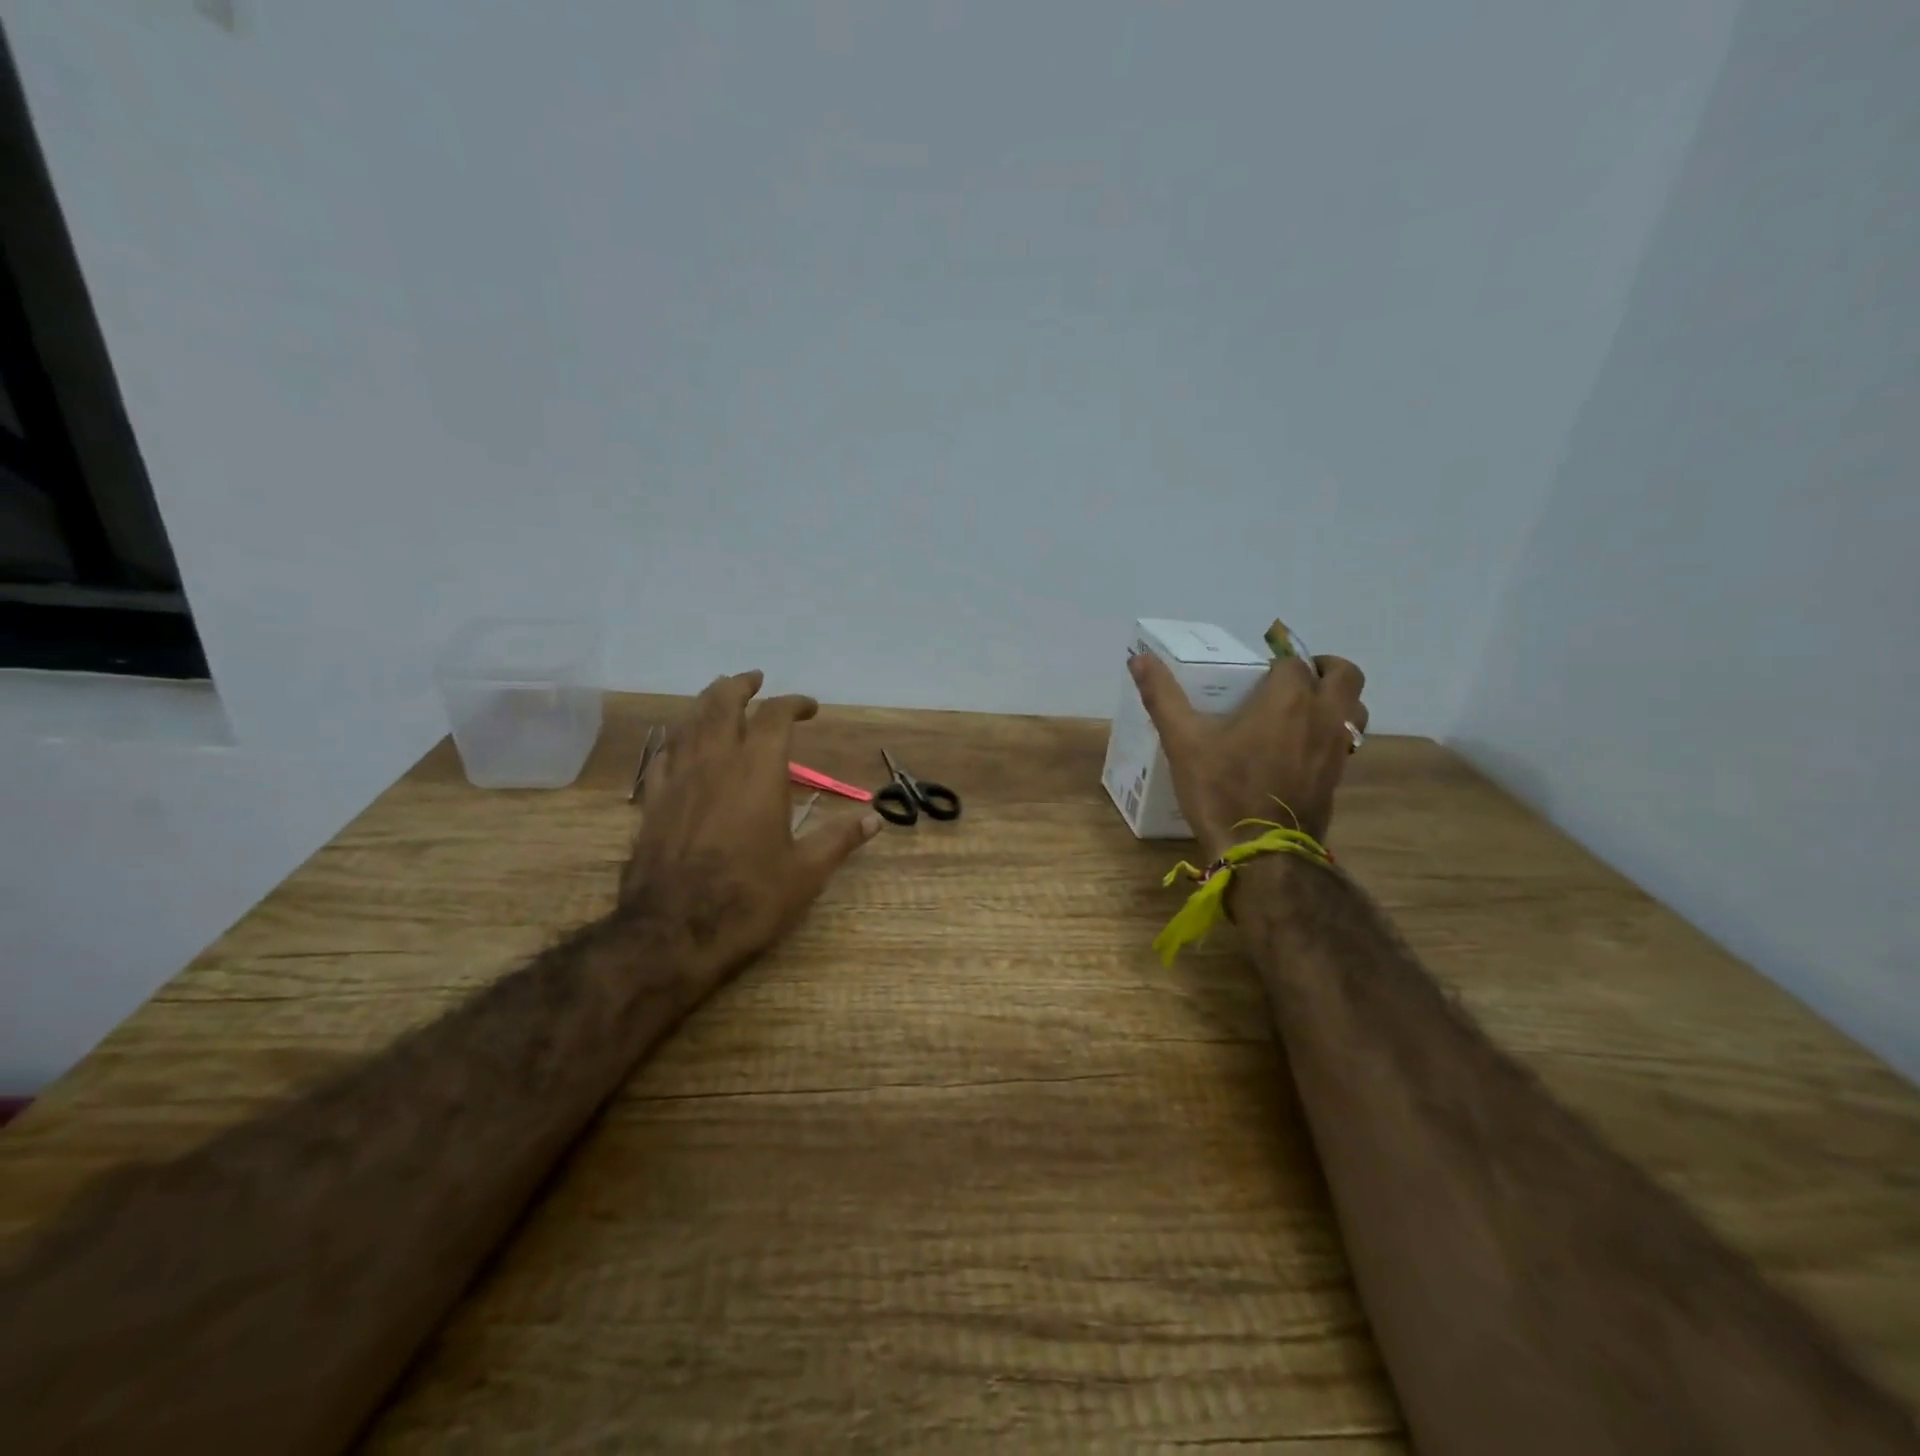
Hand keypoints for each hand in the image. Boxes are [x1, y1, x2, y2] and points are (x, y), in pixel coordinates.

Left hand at [619, 671, 881, 983]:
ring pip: (688, 722)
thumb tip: (875, 819)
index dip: (794, 703)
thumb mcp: (806, 872)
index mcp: (758, 770)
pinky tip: (680, 744)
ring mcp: (678, 779)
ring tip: (718, 696)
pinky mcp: (653, 801)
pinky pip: (663, 755)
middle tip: (755, 680)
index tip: (810, 707)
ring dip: (706, 703)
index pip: (775, 716)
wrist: (674, 932)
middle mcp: (715, 762)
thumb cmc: (749, 899)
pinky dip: (677, 739)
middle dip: (740, 686)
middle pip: (722, 703)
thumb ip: (840, 839)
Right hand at [1128, 626, 1368, 858]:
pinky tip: (1301, 747)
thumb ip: (1162, 696)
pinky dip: (1332, 732)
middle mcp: (1323, 714)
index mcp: (1288, 697)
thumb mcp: (1183, 741)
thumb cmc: (1222, 790)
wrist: (1261, 853)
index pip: (1291, 660)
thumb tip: (1138, 658)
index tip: (1250, 675)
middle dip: (1321, 668)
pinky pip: (1347, 740)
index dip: (1273, 662)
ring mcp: (1336, 747)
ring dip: (1336, 699)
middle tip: (1288, 680)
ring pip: (1355, 707)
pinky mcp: (1338, 776)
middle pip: (1344, 674)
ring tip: (1302, 709)